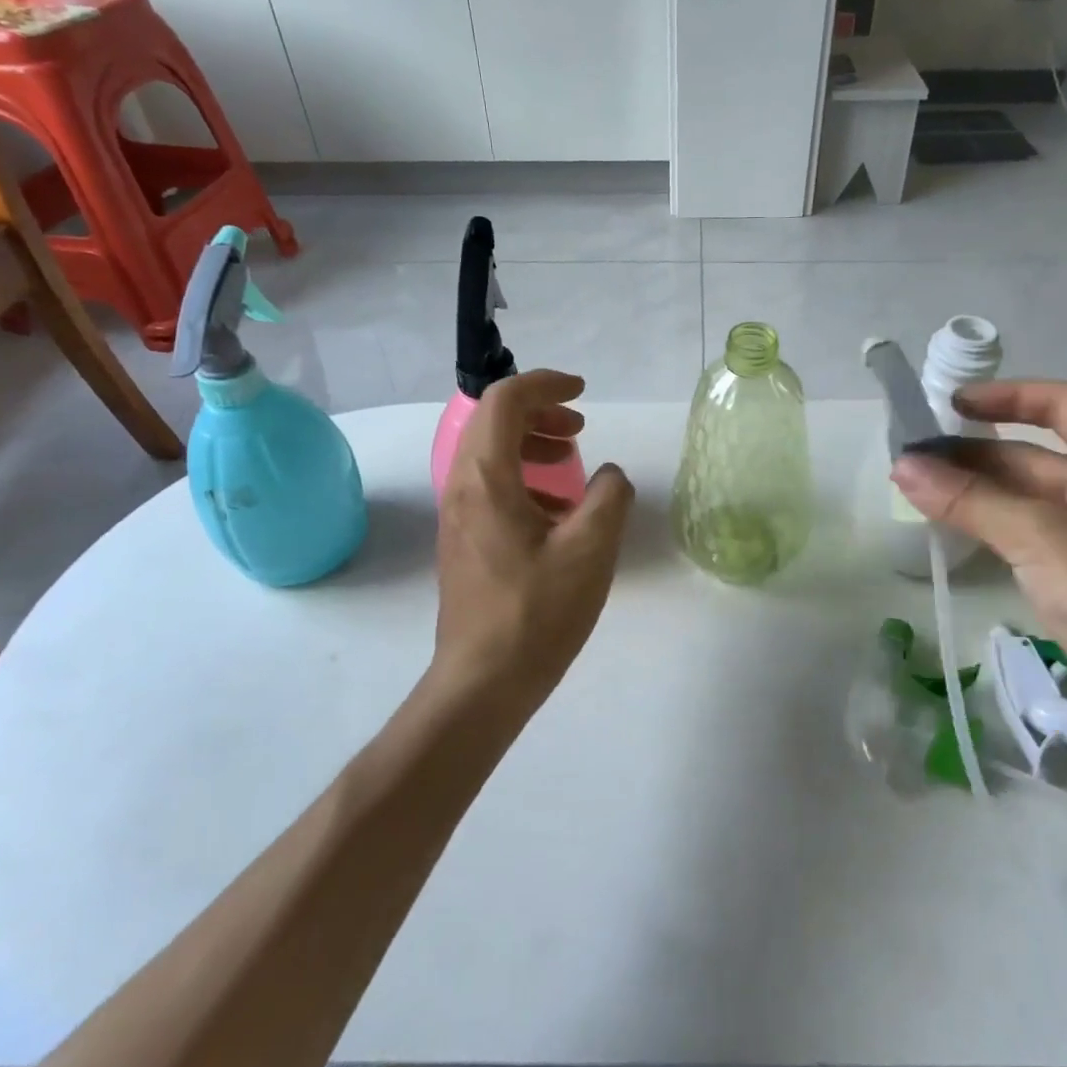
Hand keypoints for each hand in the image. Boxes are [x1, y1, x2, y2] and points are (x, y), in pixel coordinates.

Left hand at [433, 370, 634, 706]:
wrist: (483, 682)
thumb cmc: (537, 612)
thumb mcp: (591, 549)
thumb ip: (610, 497)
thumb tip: (609, 476)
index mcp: (486, 477)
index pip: (505, 400)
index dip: (546, 384)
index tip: (583, 392)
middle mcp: (461, 486)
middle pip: (492, 421)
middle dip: (538, 411)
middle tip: (578, 426)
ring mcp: (456, 515)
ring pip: (488, 453)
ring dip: (529, 443)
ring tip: (569, 462)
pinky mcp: (462, 540)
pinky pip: (488, 485)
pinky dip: (521, 476)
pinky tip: (555, 511)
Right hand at [891, 381, 1066, 777]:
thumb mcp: (1042, 538)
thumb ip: (969, 499)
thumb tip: (902, 466)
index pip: (1066, 405)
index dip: (1006, 396)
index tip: (948, 404)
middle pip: (1041, 455)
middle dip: (977, 453)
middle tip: (913, 458)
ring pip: (1034, 500)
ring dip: (980, 493)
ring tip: (920, 491)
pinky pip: (1037, 538)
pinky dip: (996, 528)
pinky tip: (956, 532)